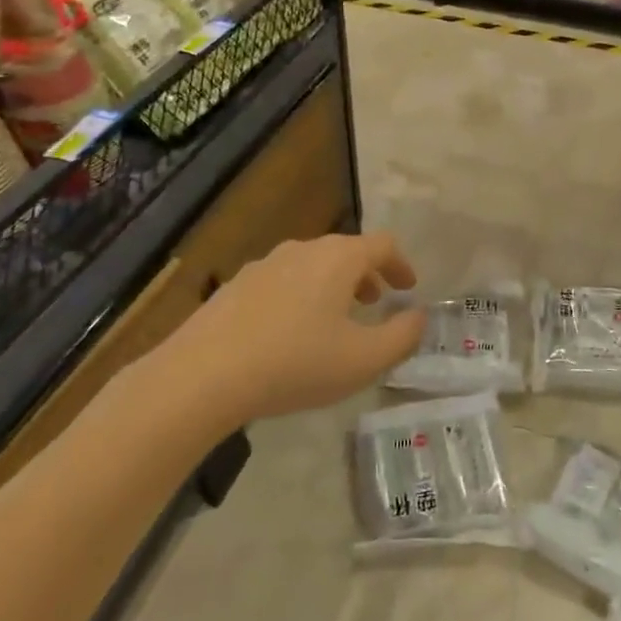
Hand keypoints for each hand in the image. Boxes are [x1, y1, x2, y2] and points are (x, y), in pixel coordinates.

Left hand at [170, 232, 426, 425]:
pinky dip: (300, 296)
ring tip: (335, 318)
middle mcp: (303, 250)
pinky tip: (290, 332)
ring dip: (333, 285)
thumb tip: (418, 316)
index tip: (408, 287)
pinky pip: (282, 282)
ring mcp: (264, 265)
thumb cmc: (295, 363)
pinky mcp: (235, 286)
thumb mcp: (364, 360)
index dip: (401, 264)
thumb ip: (402, 336)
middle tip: (376, 302)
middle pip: (345, 251)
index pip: (382, 244)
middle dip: (367, 274)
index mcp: (338, 258)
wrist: (202, 375)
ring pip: (311, 265)